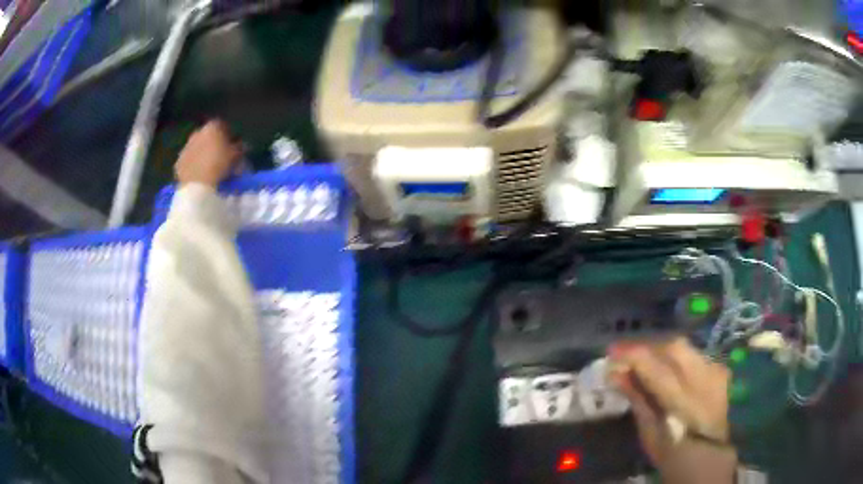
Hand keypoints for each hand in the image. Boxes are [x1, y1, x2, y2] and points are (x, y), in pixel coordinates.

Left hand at [175, 120, 241, 187]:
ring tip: (209, 166)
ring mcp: (186, 147)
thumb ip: (240, 148)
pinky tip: (199, 174)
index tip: (232, 144)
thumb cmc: (219, 165)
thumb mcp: (236, 156)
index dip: (228, 134)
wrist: (197, 185)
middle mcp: (197, 133)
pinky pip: (188, 161)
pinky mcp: (178, 162)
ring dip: (202, 153)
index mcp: (212, 127)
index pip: (222, 125)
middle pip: (207, 135)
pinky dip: (193, 164)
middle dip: (213, 143)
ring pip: (196, 147)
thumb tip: (242, 145)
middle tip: (220, 155)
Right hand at [608, 338, 735, 483]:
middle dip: (647, 346)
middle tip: (626, 353)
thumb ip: (636, 396)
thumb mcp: (648, 429)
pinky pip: (693, 354)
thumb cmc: (671, 450)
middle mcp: (704, 379)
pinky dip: (676, 357)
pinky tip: (665, 365)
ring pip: (685, 346)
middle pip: (674, 347)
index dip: (632, 355)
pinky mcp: (719, 369)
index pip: (656, 367)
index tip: (611, 352)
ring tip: (643, 357)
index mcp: (683, 401)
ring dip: (661, 349)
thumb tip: (615, 373)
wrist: (706, 455)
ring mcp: (715, 371)